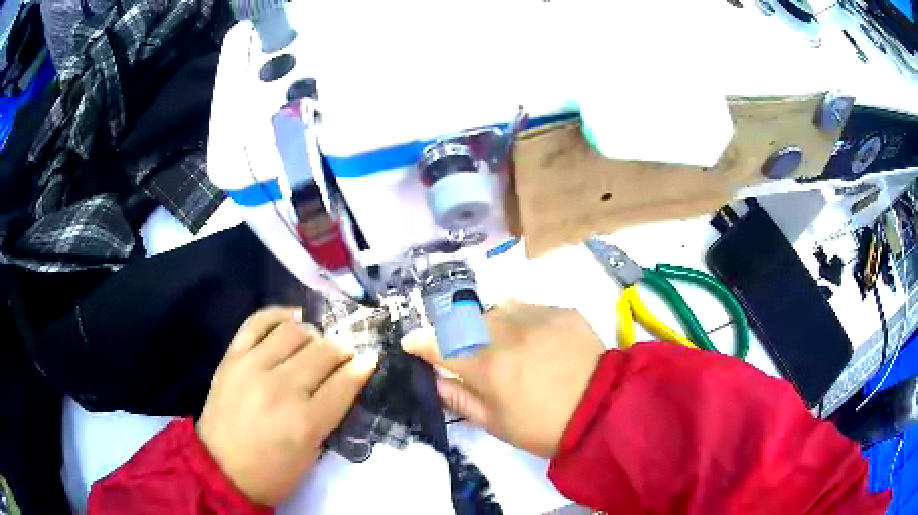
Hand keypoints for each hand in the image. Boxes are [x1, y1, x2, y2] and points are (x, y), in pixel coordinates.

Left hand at [196, 306, 377, 505]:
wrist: (220, 468)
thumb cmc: (272, 471)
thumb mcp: (311, 454)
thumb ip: (329, 415)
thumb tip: (347, 380)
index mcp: (305, 422)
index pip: (344, 382)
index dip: (362, 367)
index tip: (370, 358)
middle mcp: (281, 388)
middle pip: (323, 352)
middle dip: (342, 349)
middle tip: (345, 353)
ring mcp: (253, 367)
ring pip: (294, 331)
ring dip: (313, 334)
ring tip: (315, 342)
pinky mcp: (232, 357)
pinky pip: (257, 321)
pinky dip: (278, 315)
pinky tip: (290, 319)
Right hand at [404, 301, 604, 457]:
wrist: (603, 409)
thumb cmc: (545, 427)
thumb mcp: (497, 424)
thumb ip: (461, 399)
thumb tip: (436, 380)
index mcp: (488, 367)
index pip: (440, 345)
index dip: (420, 342)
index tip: (412, 342)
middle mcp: (507, 334)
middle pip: (465, 320)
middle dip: (456, 333)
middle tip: (466, 350)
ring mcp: (536, 317)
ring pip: (496, 308)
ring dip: (489, 323)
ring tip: (504, 343)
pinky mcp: (561, 311)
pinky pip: (528, 307)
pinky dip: (520, 320)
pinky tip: (535, 339)